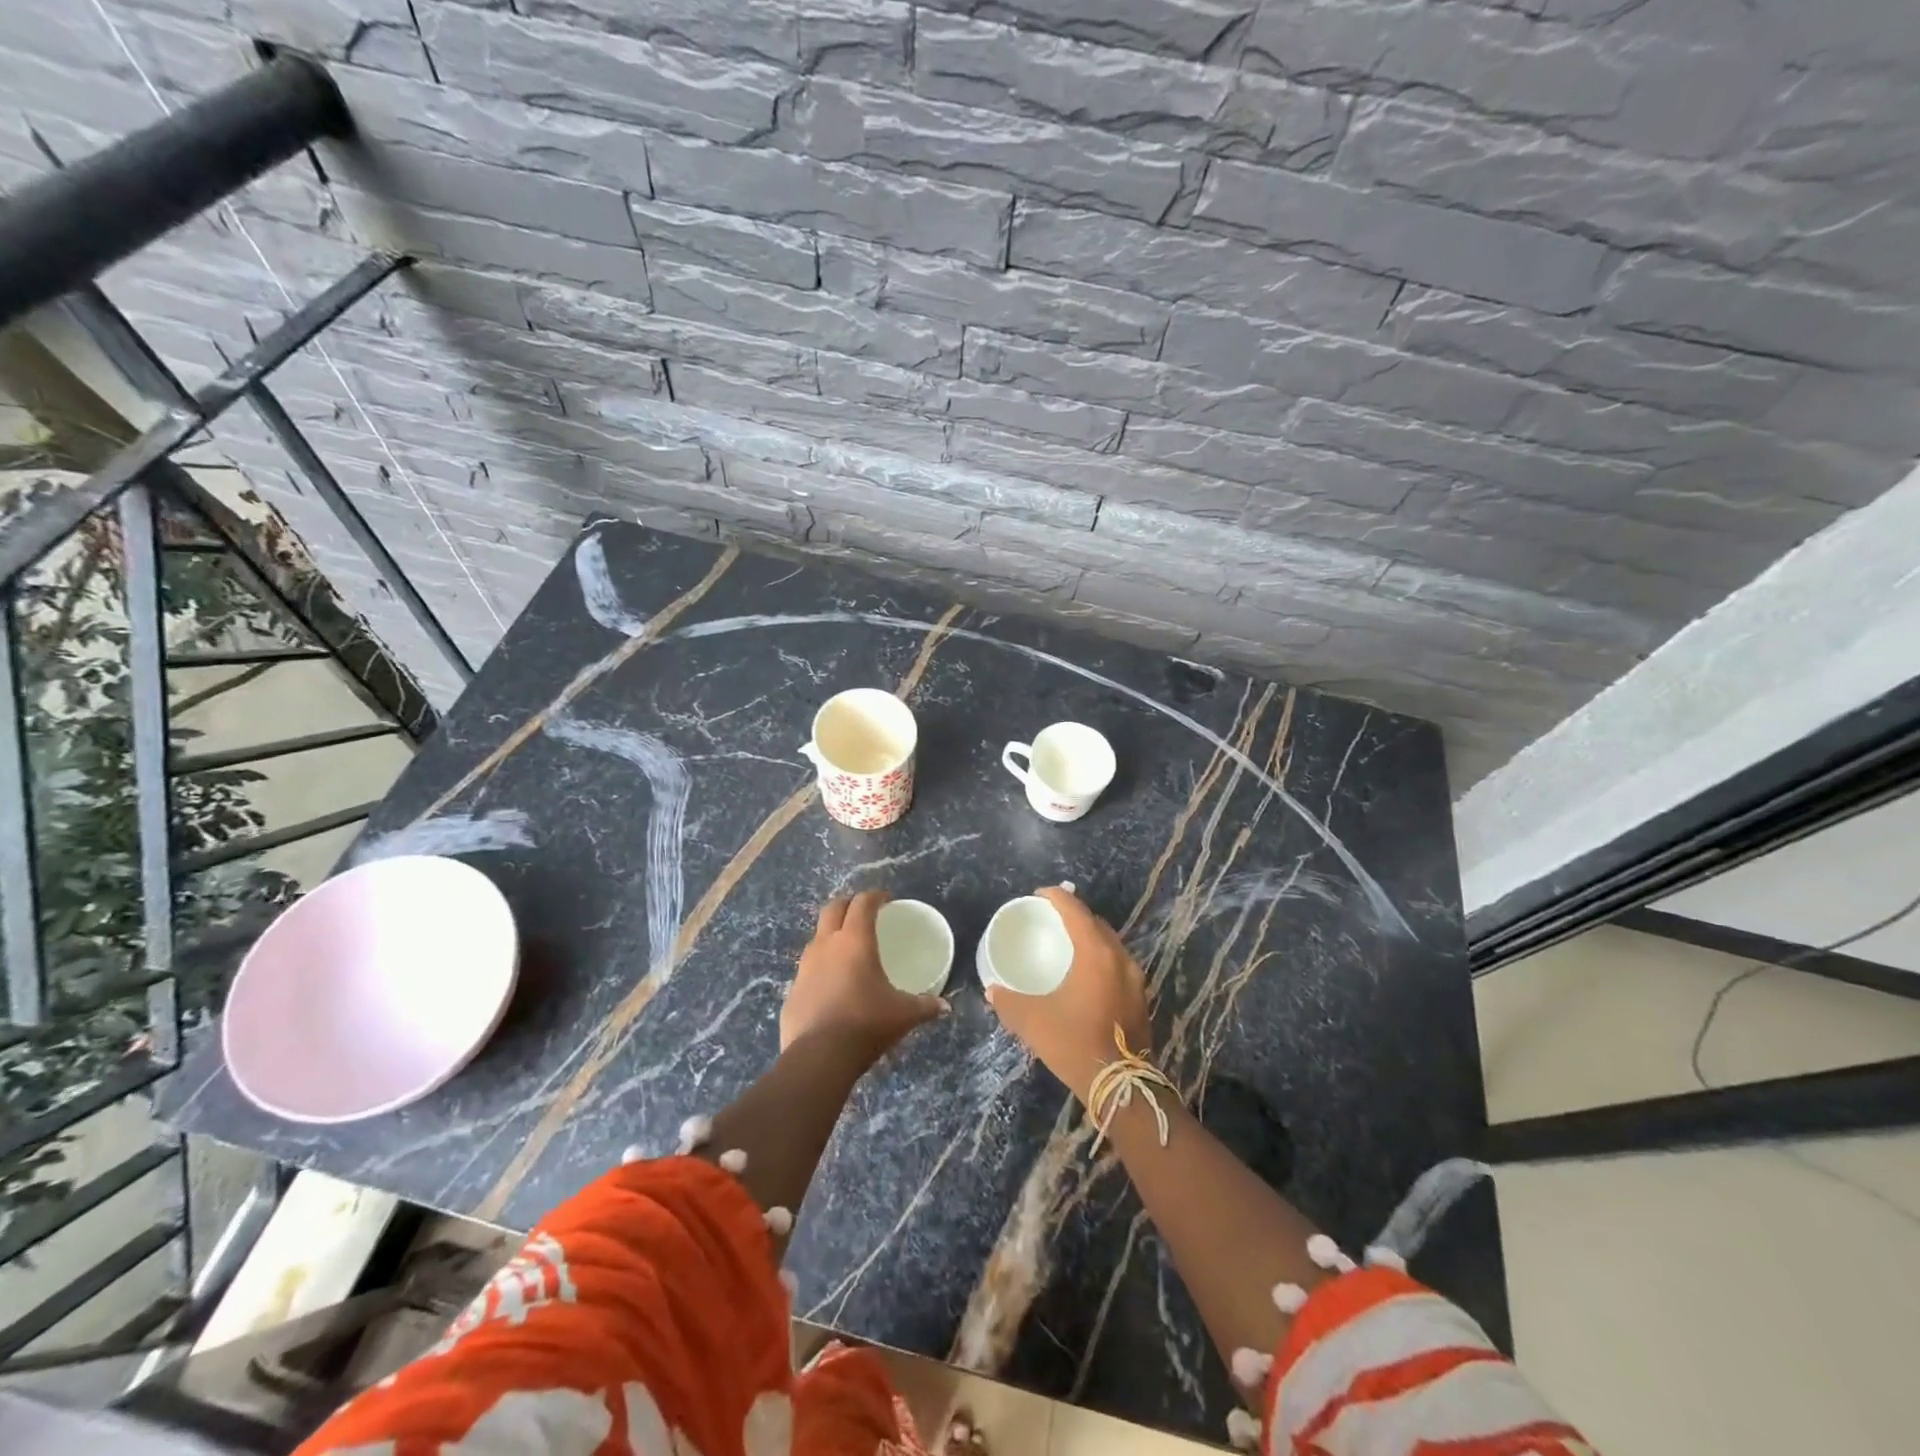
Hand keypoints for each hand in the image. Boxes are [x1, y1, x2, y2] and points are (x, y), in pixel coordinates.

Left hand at [781, 890, 944, 1063]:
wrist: (819, 1057)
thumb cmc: (866, 1023)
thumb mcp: (904, 1014)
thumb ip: (925, 1006)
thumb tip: (945, 1007)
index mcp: (855, 940)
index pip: (863, 903)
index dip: (875, 896)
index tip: (886, 900)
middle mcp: (826, 945)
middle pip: (833, 908)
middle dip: (848, 904)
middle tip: (863, 913)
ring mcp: (804, 967)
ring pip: (816, 938)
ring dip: (831, 935)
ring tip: (846, 949)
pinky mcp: (792, 991)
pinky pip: (807, 970)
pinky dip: (820, 969)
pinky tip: (831, 986)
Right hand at [986, 886, 1150, 1102]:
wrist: (1122, 1087)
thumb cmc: (1074, 1043)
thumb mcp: (1032, 1021)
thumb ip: (1008, 1002)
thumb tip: (993, 992)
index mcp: (1096, 953)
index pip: (1076, 911)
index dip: (1057, 897)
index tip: (1039, 894)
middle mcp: (1120, 958)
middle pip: (1097, 924)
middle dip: (1075, 916)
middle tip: (1053, 919)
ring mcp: (1135, 979)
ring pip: (1111, 945)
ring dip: (1091, 937)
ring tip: (1069, 943)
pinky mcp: (1140, 999)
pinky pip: (1118, 964)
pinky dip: (1101, 959)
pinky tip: (1087, 974)